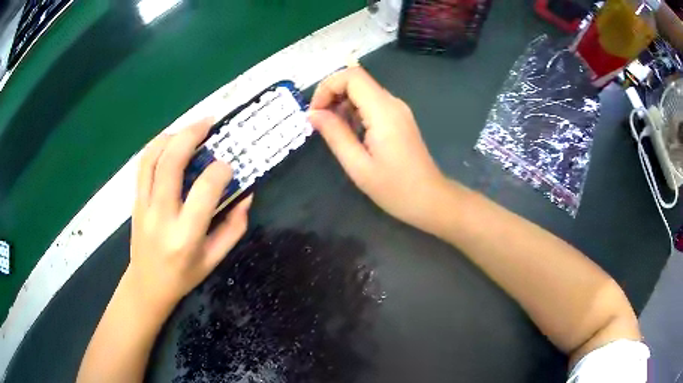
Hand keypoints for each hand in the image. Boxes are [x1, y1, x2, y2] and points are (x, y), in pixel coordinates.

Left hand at [128, 119, 251, 313]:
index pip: (204, 190)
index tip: (229, 166)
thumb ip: (234, 227)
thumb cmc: (183, 276)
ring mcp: (143, 205)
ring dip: (172, 136)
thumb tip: (246, 194)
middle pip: (171, 163)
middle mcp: (161, 215)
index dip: (220, 171)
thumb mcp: (214, 259)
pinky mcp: (135, 200)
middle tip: (209, 123)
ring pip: (152, 157)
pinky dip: (157, 146)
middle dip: (192, 135)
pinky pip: (143, 164)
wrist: (147, 285)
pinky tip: (171, 142)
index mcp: (185, 235)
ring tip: (190, 129)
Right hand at [309, 65, 445, 229]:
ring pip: (363, 91)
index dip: (327, 87)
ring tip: (333, 132)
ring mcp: (398, 110)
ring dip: (342, 104)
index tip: (315, 113)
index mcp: (383, 111)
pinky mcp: (399, 118)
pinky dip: (354, 112)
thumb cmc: (394, 188)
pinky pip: (372, 104)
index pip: (352, 76)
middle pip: (357, 80)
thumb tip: (312, 114)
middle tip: (319, 123)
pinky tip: (350, 134)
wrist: (430, 199)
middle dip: (332, 95)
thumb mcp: (358, 165)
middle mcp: (392, 103)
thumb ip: (335, 134)